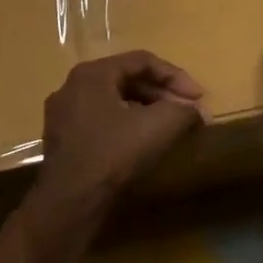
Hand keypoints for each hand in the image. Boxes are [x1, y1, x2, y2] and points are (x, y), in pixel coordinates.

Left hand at [36, 51, 206, 204]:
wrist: (70, 201)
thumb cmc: (114, 153)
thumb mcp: (159, 126)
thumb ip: (184, 111)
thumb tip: (200, 112)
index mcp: (92, 74)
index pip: (142, 61)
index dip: (176, 76)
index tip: (199, 98)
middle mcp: (72, 87)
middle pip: (127, 79)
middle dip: (162, 94)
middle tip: (187, 112)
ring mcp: (62, 114)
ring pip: (114, 101)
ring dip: (146, 110)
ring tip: (170, 127)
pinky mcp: (62, 140)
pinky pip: (101, 121)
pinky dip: (126, 125)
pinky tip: (143, 143)